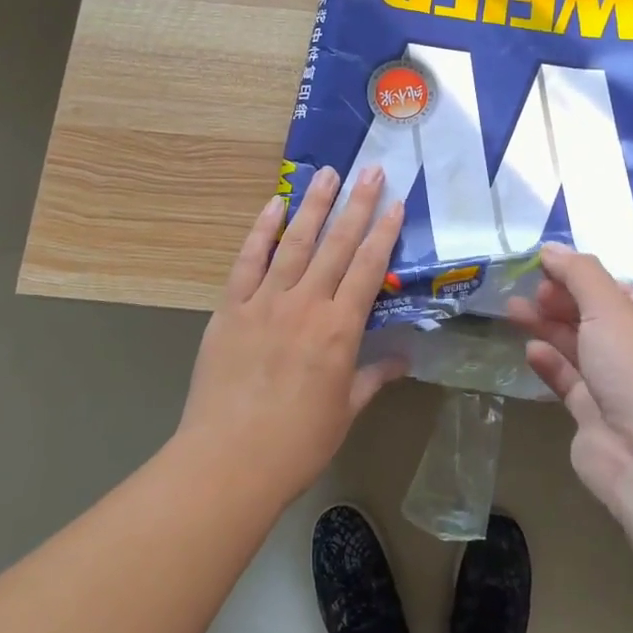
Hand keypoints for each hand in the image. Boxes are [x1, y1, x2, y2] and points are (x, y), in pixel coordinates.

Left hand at [178, 166, 407, 504]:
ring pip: (294, 243)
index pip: (367, 269)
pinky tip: (274, 204)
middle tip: (371, 171)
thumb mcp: (345, 411)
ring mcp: (264, 302)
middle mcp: (305, 305)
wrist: (228, 461)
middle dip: (357, 205)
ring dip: (313, 205)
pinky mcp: (231, 308)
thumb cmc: (296, 444)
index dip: (383, 233)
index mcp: (339, 331)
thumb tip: (404, 359)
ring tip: (327, 174)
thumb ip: (373, 377)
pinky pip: (248, 261)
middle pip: (336, 245)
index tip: (396, 203)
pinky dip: (261, 231)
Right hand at [507, 243, 632, 518]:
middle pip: (598, 321)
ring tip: (513, 310)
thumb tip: (551, 248)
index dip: (582, 277)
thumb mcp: (612, 309)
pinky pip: (571, 384)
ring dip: (549, 329)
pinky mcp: (597, 421)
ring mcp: (623, 393)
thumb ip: (580, 275)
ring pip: (581, 351)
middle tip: (529, 290)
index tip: (544, 265)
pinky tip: (530, 351)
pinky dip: (551, 365)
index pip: (621, 294)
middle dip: (561, 303)